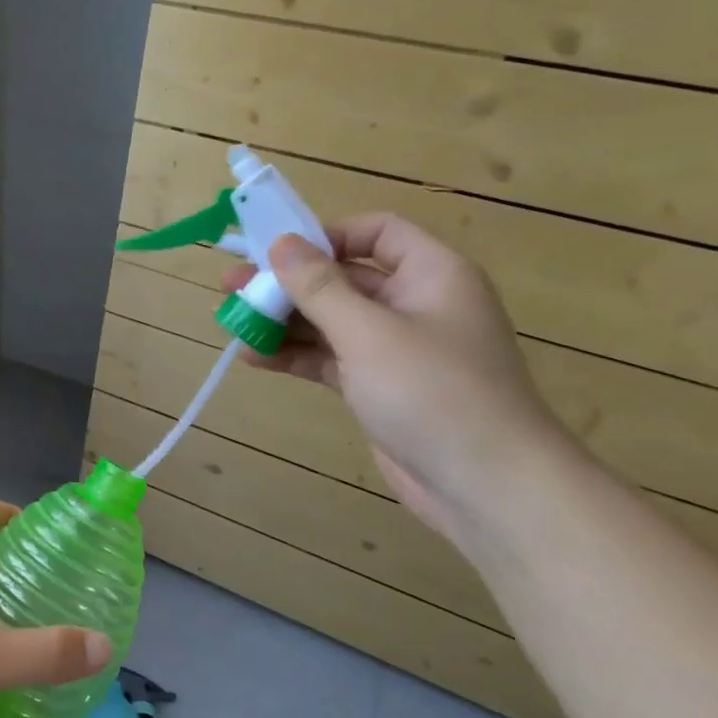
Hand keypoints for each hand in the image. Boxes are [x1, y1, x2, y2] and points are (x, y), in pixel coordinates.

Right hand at [223, 215, 568, 536]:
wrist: (486, 486)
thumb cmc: (433, 392)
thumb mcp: (368, 332)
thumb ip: (320, 287)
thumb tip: (281, 243)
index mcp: (431, 274)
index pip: (377, 232)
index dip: (326, 236)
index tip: (277, 252)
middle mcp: (414, 304)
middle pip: (343, 279)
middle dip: (287, 283)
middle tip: (231, 285)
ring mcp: (396, 349)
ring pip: (331, 321)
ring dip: (284, 321)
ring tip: (233, 323)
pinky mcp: (379, 387)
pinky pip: (331, 358)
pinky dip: (296, 356)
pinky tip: (254, 357)